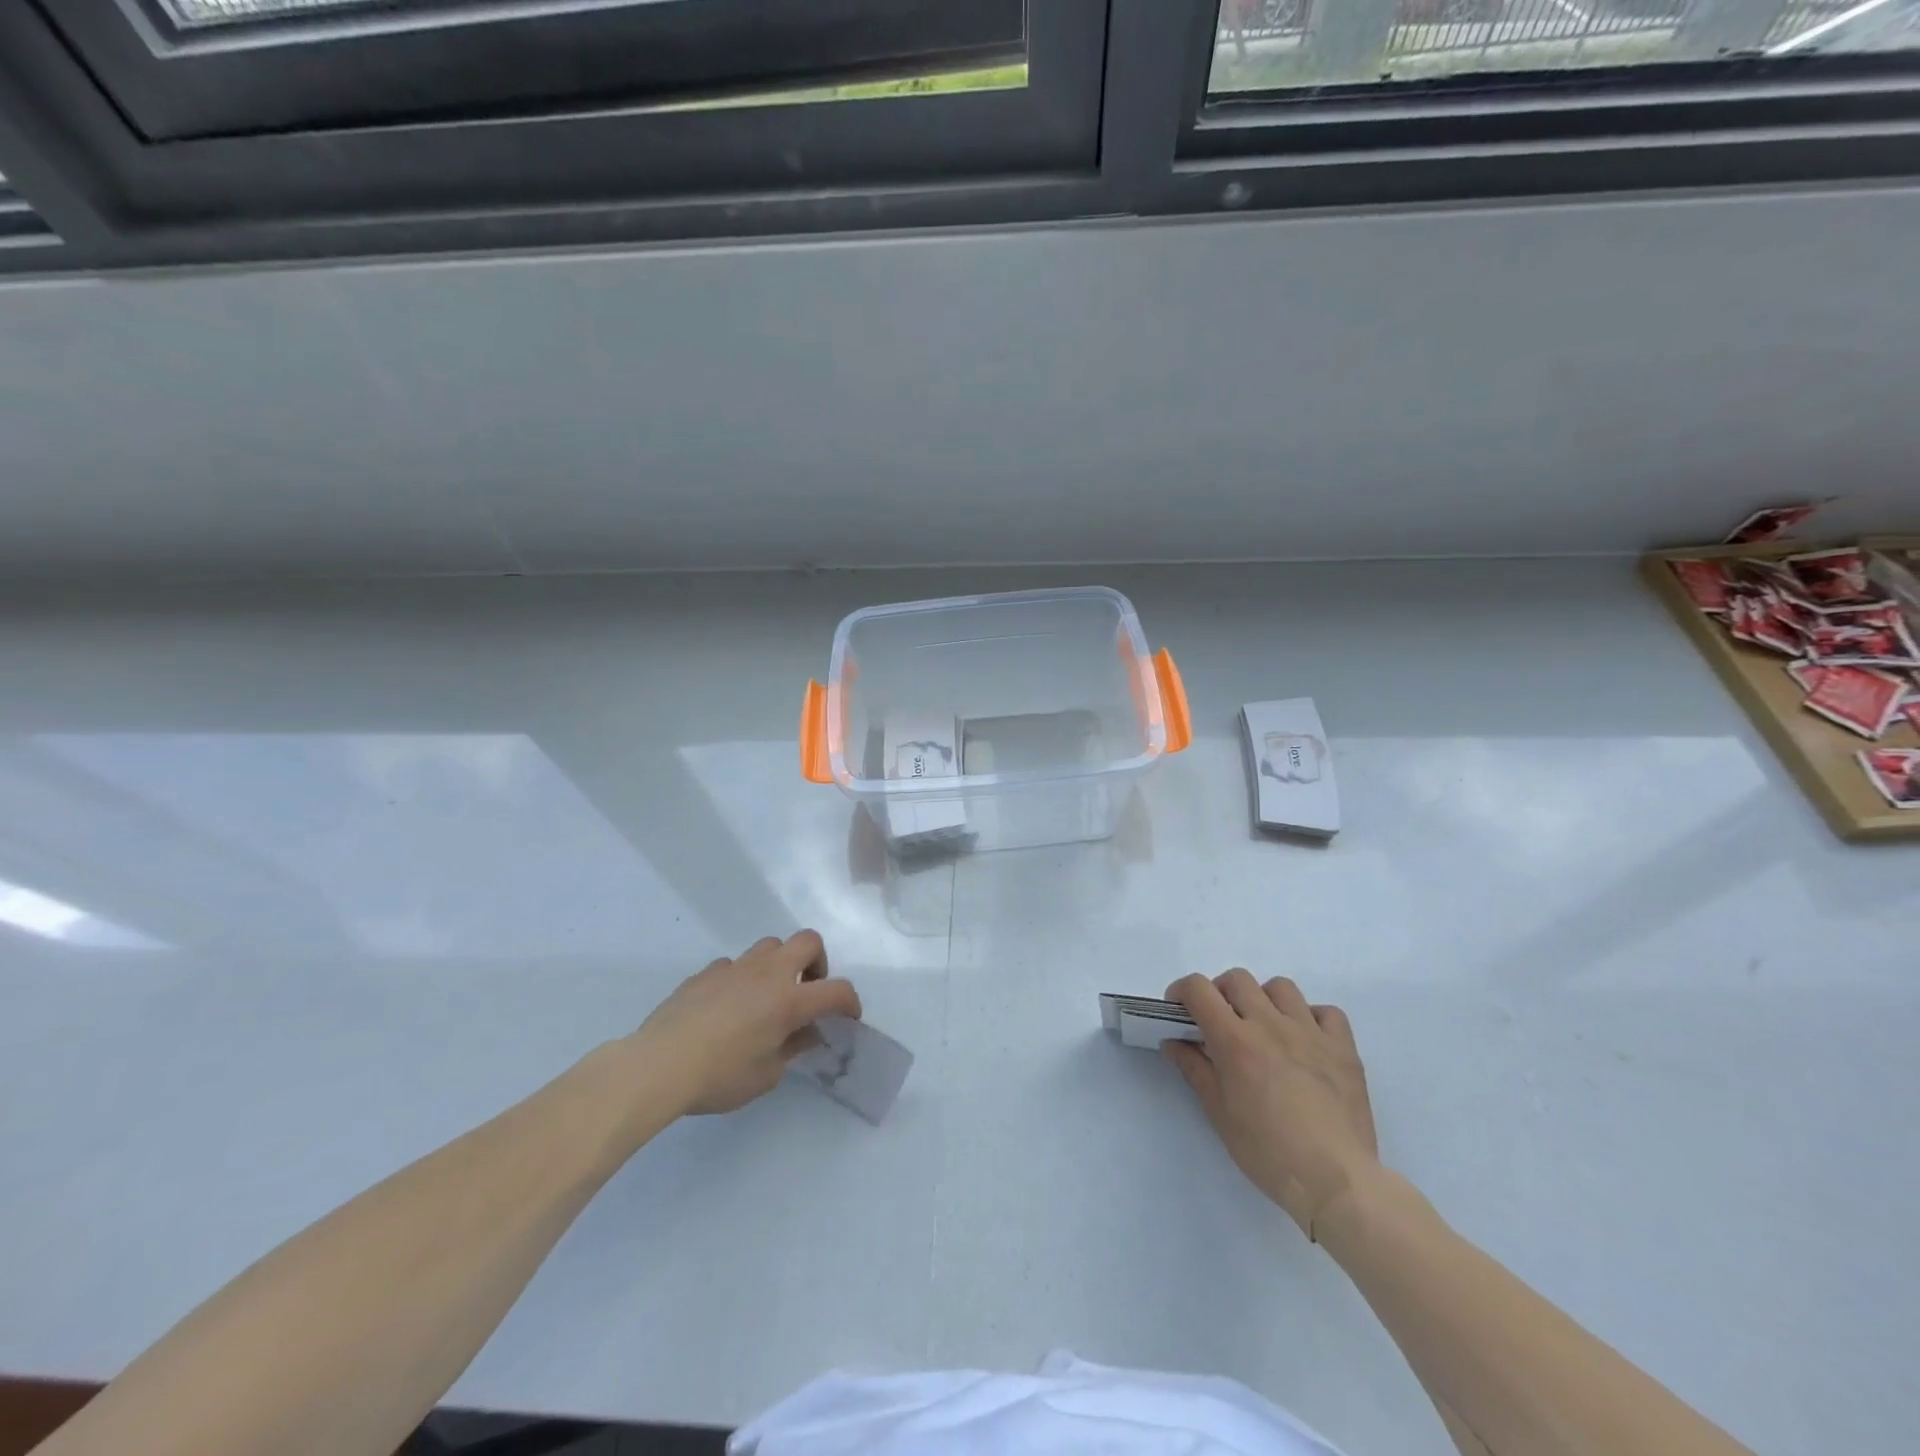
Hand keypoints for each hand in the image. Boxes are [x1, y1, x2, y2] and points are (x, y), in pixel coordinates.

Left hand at [627, 931, 860, 1117]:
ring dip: (779, 965)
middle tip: (808, 992)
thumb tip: (806, 1033)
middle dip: (817, 963)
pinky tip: (728, 1007)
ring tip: (767, 997)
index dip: (850, 1002)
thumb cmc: (719, 1076)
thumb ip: (792, 1048)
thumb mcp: (767, 1075)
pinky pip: (734, 965)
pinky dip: (742, 979)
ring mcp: (735, 968)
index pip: (836, 990)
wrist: (658, 1065)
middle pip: (808, 941)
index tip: (848, 1018)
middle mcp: (768, 973)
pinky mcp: (706, 972)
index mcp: (789, 999)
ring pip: (770, 945)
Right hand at [1162, 970, 1378, 1239]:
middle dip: (1220, 993)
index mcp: (1235, 1040)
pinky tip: (1306, 1041)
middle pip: (1237, 979)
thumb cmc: (1267, 1152)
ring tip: (1264, 1028)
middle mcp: (1271, 1024)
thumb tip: (1174, 1042)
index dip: (1182, 991)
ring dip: (1264, 999)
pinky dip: (1312, 1018)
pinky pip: (1327, 1012)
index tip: (1180, 1009)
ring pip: (1281, 987)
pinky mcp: (1343, 1048)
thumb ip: (1195, 1069)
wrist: (1335, 1181)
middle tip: (1220, 1022)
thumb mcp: (1219, 1114)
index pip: (1199, 989)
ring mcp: (1311, 1033)